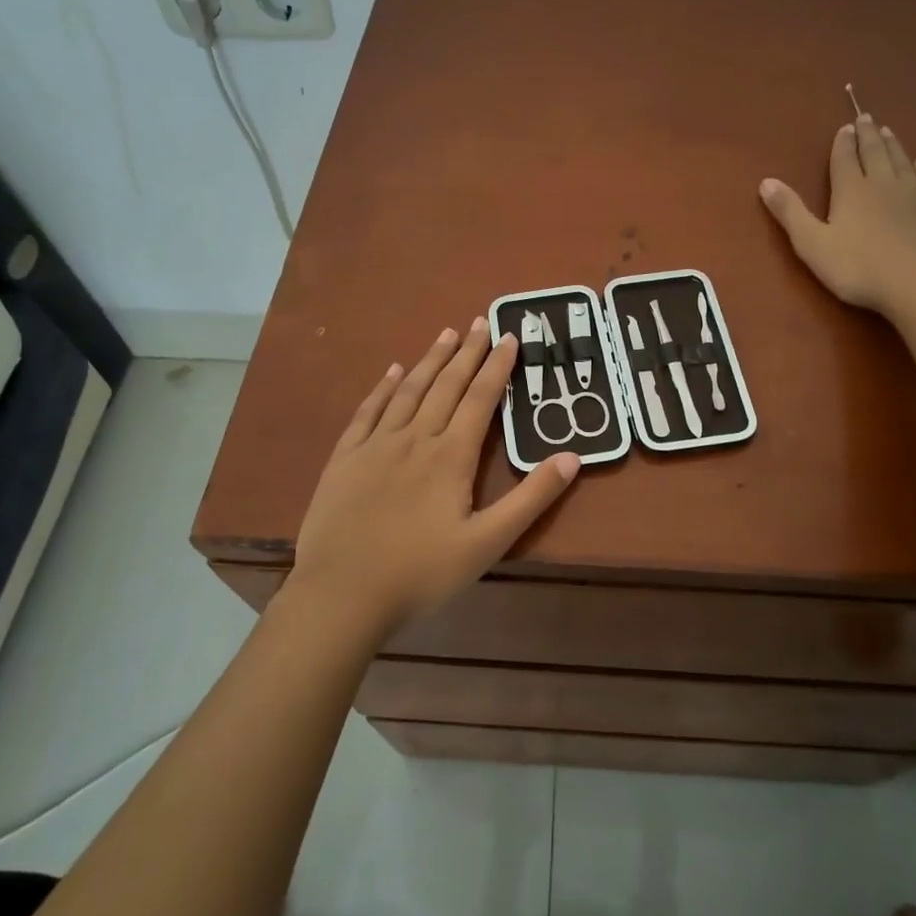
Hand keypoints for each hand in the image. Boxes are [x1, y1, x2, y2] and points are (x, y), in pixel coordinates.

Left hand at [288, 318, 579, 636]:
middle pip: (446, 385)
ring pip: (408, 391)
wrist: (342, 594)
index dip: (497, 366)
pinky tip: (392, 371)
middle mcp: (415, 438)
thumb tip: (572, 457)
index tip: (509, 336)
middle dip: (467, 353)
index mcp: (451, 456)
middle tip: (481, 321)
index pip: (480, 399)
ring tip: (446, 334)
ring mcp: (375, 445)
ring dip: (430, 360)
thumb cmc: (421, 573)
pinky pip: (367, 412)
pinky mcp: (345, 459)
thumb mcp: (488, 543)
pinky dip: (382, 388)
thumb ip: (531, 499)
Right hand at [759, 113, 915, 319]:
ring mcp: (913, 196)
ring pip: (901, 162)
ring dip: (893, 146)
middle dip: (868, 135)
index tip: (844, 127)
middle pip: (874, 153)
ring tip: (888, 131)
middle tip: (866, 117)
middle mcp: (882, 184)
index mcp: (851, 191)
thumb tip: (766, 181)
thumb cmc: (858, 267)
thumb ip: (790, 212)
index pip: (844, 159)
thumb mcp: (812, 243)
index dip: (842, 143)